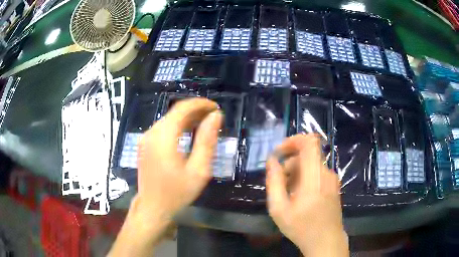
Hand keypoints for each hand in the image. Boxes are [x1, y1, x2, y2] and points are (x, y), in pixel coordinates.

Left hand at [136, 97, 221, 222]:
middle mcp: (151, 133)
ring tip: (205, 123)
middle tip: (214, 117)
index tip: (216, 108)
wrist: (153, 207)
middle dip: (195, 110)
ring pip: (169, 119)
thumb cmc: (177, 193)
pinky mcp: (145, 144)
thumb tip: (216, 116)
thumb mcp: (198, 170)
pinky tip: (189, 133)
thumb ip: (207, 141)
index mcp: (163, 137)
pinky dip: (177, 126)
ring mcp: (146, 138)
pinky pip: (163, 128)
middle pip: (175, 112)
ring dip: (187, 118)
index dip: (200, 104)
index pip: (182, 108)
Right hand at [266, 134, 347, 256]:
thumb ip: (274, 182)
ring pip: (311, 165)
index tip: (279, 153)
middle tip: (280, 183)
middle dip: (289, 164)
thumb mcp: (279, 209)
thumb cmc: (302, 227)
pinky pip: (317, 173)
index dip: (293, 140)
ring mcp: (332, 179)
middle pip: (307, 154)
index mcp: (314, 176)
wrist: (326, 241)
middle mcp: (326, 173)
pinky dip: (305, 178)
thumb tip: (272, 161)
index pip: (309, 142)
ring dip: (296, 173)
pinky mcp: (334, 185)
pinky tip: (300, 197)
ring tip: (288, 194)